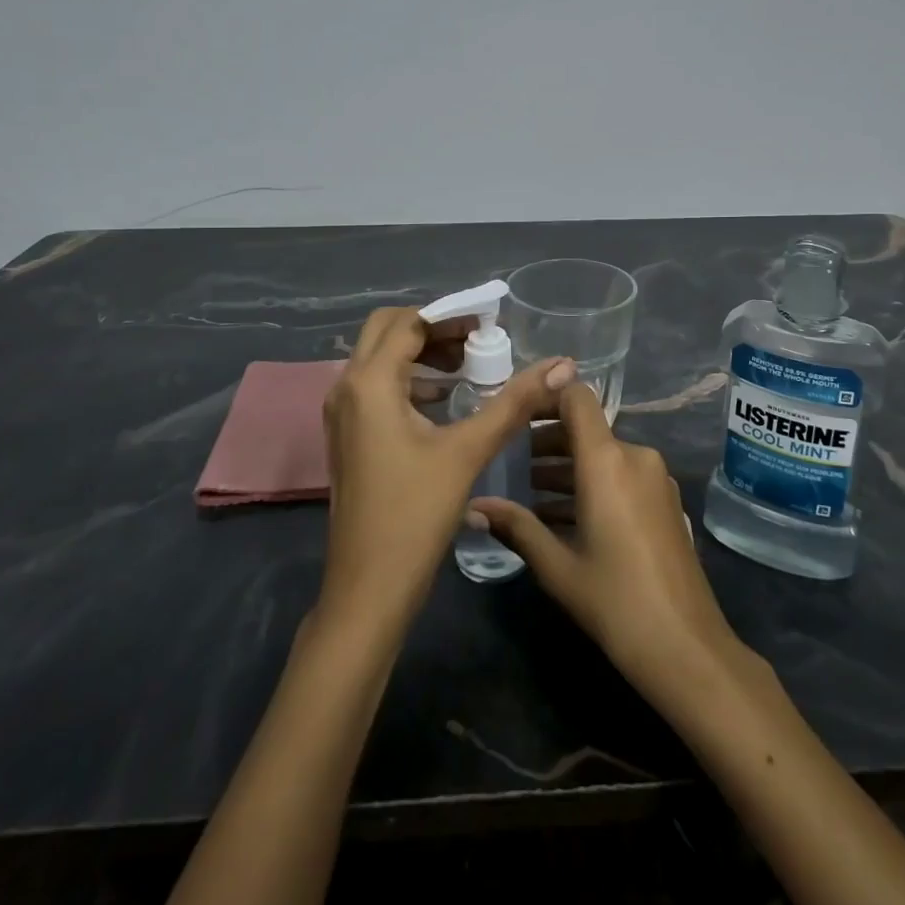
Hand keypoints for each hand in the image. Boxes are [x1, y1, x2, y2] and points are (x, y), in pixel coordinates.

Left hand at [319, 307, 573, 624]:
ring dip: (421, 354)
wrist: (368, 588)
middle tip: (478, 339)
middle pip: (388, 331)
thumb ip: (514, 402)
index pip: (409, 322)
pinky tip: (447, 401)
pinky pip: (377, 387)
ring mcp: (342, 413)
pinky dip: (409, 380)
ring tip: (470, 367)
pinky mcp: (348, 435)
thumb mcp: (468, 451)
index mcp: (369, 382)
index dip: (451, 315)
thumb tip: (562, 365)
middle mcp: (346, 387)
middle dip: (433, 328)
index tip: (491, 320)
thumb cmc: (415, 514)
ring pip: (380, 359)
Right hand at [470, 383, 744, 694]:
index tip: (515, 412)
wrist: (686, 647)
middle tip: (512, 461)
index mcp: (607, 460)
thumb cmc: (615, 601)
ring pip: (604, 455)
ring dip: (569, 467)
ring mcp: (655, 479)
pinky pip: (622, 476)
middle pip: (587, 429)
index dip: (546, 397)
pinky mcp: (666, 501)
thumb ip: (516, 527)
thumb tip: (474, 505)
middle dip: (548, 441)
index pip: (577, 399)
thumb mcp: (557, 566)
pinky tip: (565, 516)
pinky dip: (594, 484)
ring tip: (531, 492)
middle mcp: (635, 457)